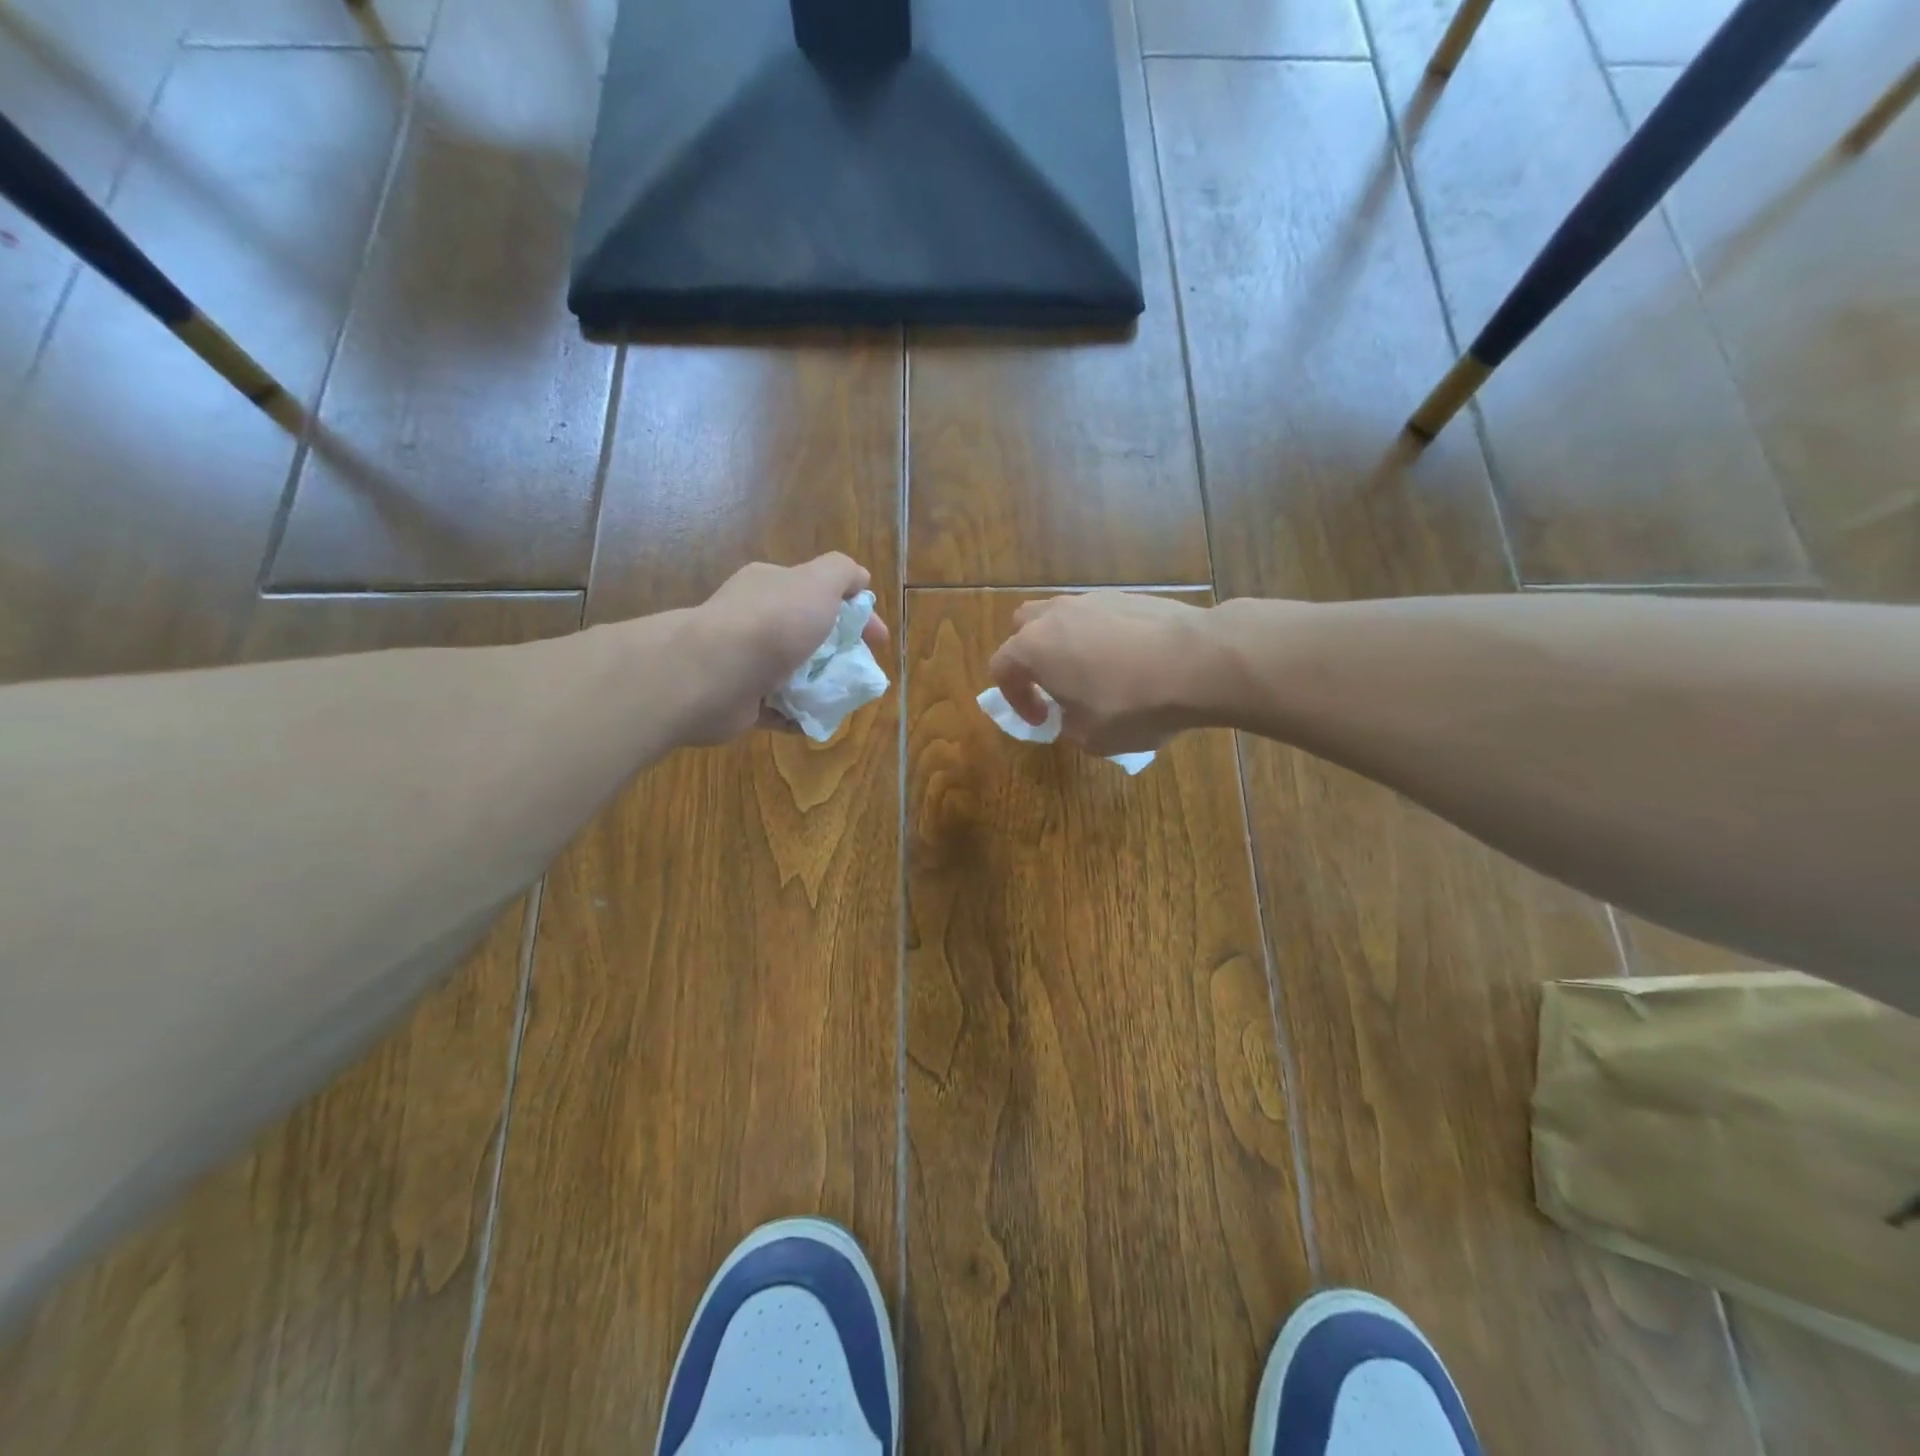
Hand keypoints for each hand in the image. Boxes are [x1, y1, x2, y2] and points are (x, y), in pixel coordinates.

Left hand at [684, 554, 889, 743]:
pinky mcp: (740, 699)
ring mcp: (744, 660)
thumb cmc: (772, 624)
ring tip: (843, 699)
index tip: (879, 640)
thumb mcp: (817, 583)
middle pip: (807, 634)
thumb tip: (859, 579)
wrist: (712, 674)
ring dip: (820, 685)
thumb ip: (842, 572)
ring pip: (794, 672)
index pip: (820, 593)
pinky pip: (778, 708)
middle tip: (860, 672)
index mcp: (771, 586)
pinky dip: (798, 715)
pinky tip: (816, 720)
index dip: (856, 613)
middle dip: (838, 652)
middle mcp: (754, 619)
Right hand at [988, 592, 1225, 755]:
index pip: (1002, 668)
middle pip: (1024, 627)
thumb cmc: (1134, 705)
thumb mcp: (1091, 737)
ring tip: (1093, 673)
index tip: (1041, 720)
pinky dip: (1101, 636)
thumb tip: (1069, 715)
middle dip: (1030, 658)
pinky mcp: (1128, 596)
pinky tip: (1129, 661)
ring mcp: (1093, 599)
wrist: (1200, 662)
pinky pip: (1098, 615)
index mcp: (1034, 648)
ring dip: (1066, 643)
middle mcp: (1056, 615)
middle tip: (1054, 686)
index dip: (1015, 699)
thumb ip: (1067, 725)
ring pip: (1063, 617)